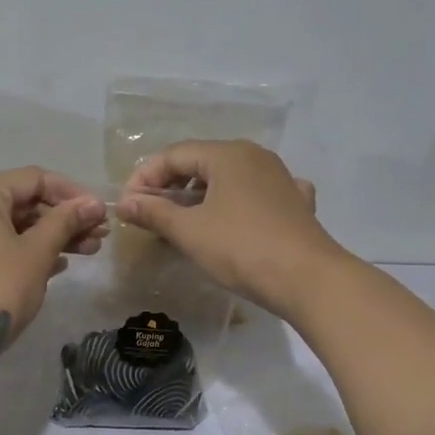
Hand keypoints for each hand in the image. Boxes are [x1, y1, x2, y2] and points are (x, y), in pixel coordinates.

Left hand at [0, 167, 107, 376]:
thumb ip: (66, 221)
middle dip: (65, 217)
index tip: (99, 212)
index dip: (71, 192)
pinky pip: (3, 244)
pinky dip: (31, 249)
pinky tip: (61, 265)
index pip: (34, 179)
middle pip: (25, 202)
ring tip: (90, 250)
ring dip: (53, 235)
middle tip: (100, 235)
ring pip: (16, 225)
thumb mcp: (38, 252)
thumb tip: (94, 203)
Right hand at [117, 141, 340, 316]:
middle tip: (149, 215)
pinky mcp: (297, 204)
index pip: (174, 155)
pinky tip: (233, 221)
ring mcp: (281, 178)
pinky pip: (255, 196)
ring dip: (200, 198)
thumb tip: (125, 202)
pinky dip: (235, 206)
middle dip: (170, 187)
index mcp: (228, 154)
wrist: (309, 279)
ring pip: (229, 180)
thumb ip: (154, 212)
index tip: (127, 205)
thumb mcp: (189, 231)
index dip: (145, 177)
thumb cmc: (241, 248)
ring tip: (182, 224)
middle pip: (201, 163)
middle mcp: (255, 157)